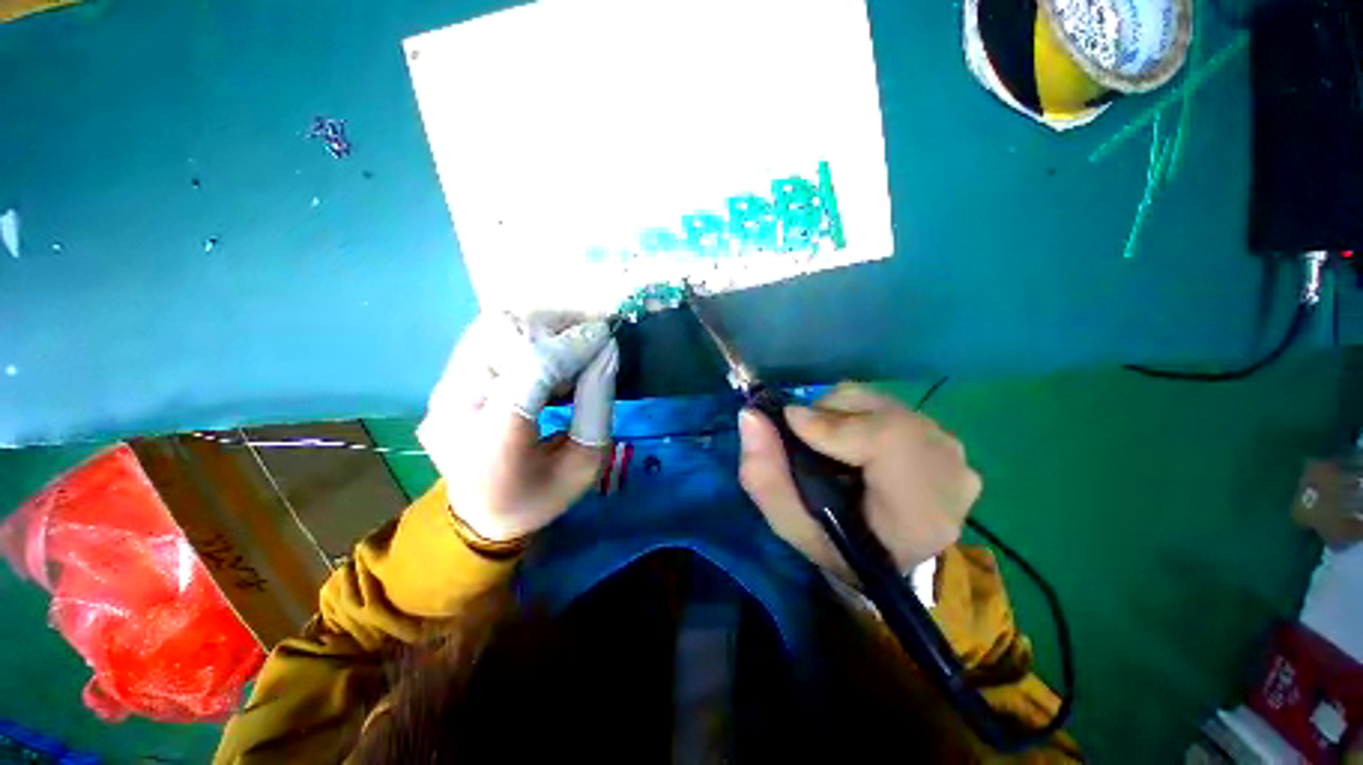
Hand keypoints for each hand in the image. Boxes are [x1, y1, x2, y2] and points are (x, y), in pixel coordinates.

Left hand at [418, 312, 618, 541]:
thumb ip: (598, 404)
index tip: (606, 337)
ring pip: (490, 327)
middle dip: (556, 329)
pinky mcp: (441, 383)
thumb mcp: (586, 463)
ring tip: (569, 348)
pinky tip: (544, 354)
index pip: (531, 368)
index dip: (573, 345)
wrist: (481, 515)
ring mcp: (440, 393)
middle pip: (503, 336)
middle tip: (589, 342)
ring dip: (539, 327)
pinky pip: (483, 337)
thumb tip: (607, 349)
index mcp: (493, 442)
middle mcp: (454, 409)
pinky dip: (522, 334)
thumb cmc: (540, 495)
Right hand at [738, 383, 979, 583]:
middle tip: (807, 438)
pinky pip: (893, 407)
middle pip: (880, 411)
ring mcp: (956, 454)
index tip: (790, 422)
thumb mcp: (789, 522)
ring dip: (844, 415)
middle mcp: (951, 473)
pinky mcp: (950, 440)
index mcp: (920, 511)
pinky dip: (862, 416)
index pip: (885, 439)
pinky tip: (856, 445)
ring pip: (883, 403)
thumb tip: (750, 415)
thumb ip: (764, 474)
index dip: (831, 423)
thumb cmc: (836, 546)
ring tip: (831, 445)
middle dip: (830, 415)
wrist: (885, 558)